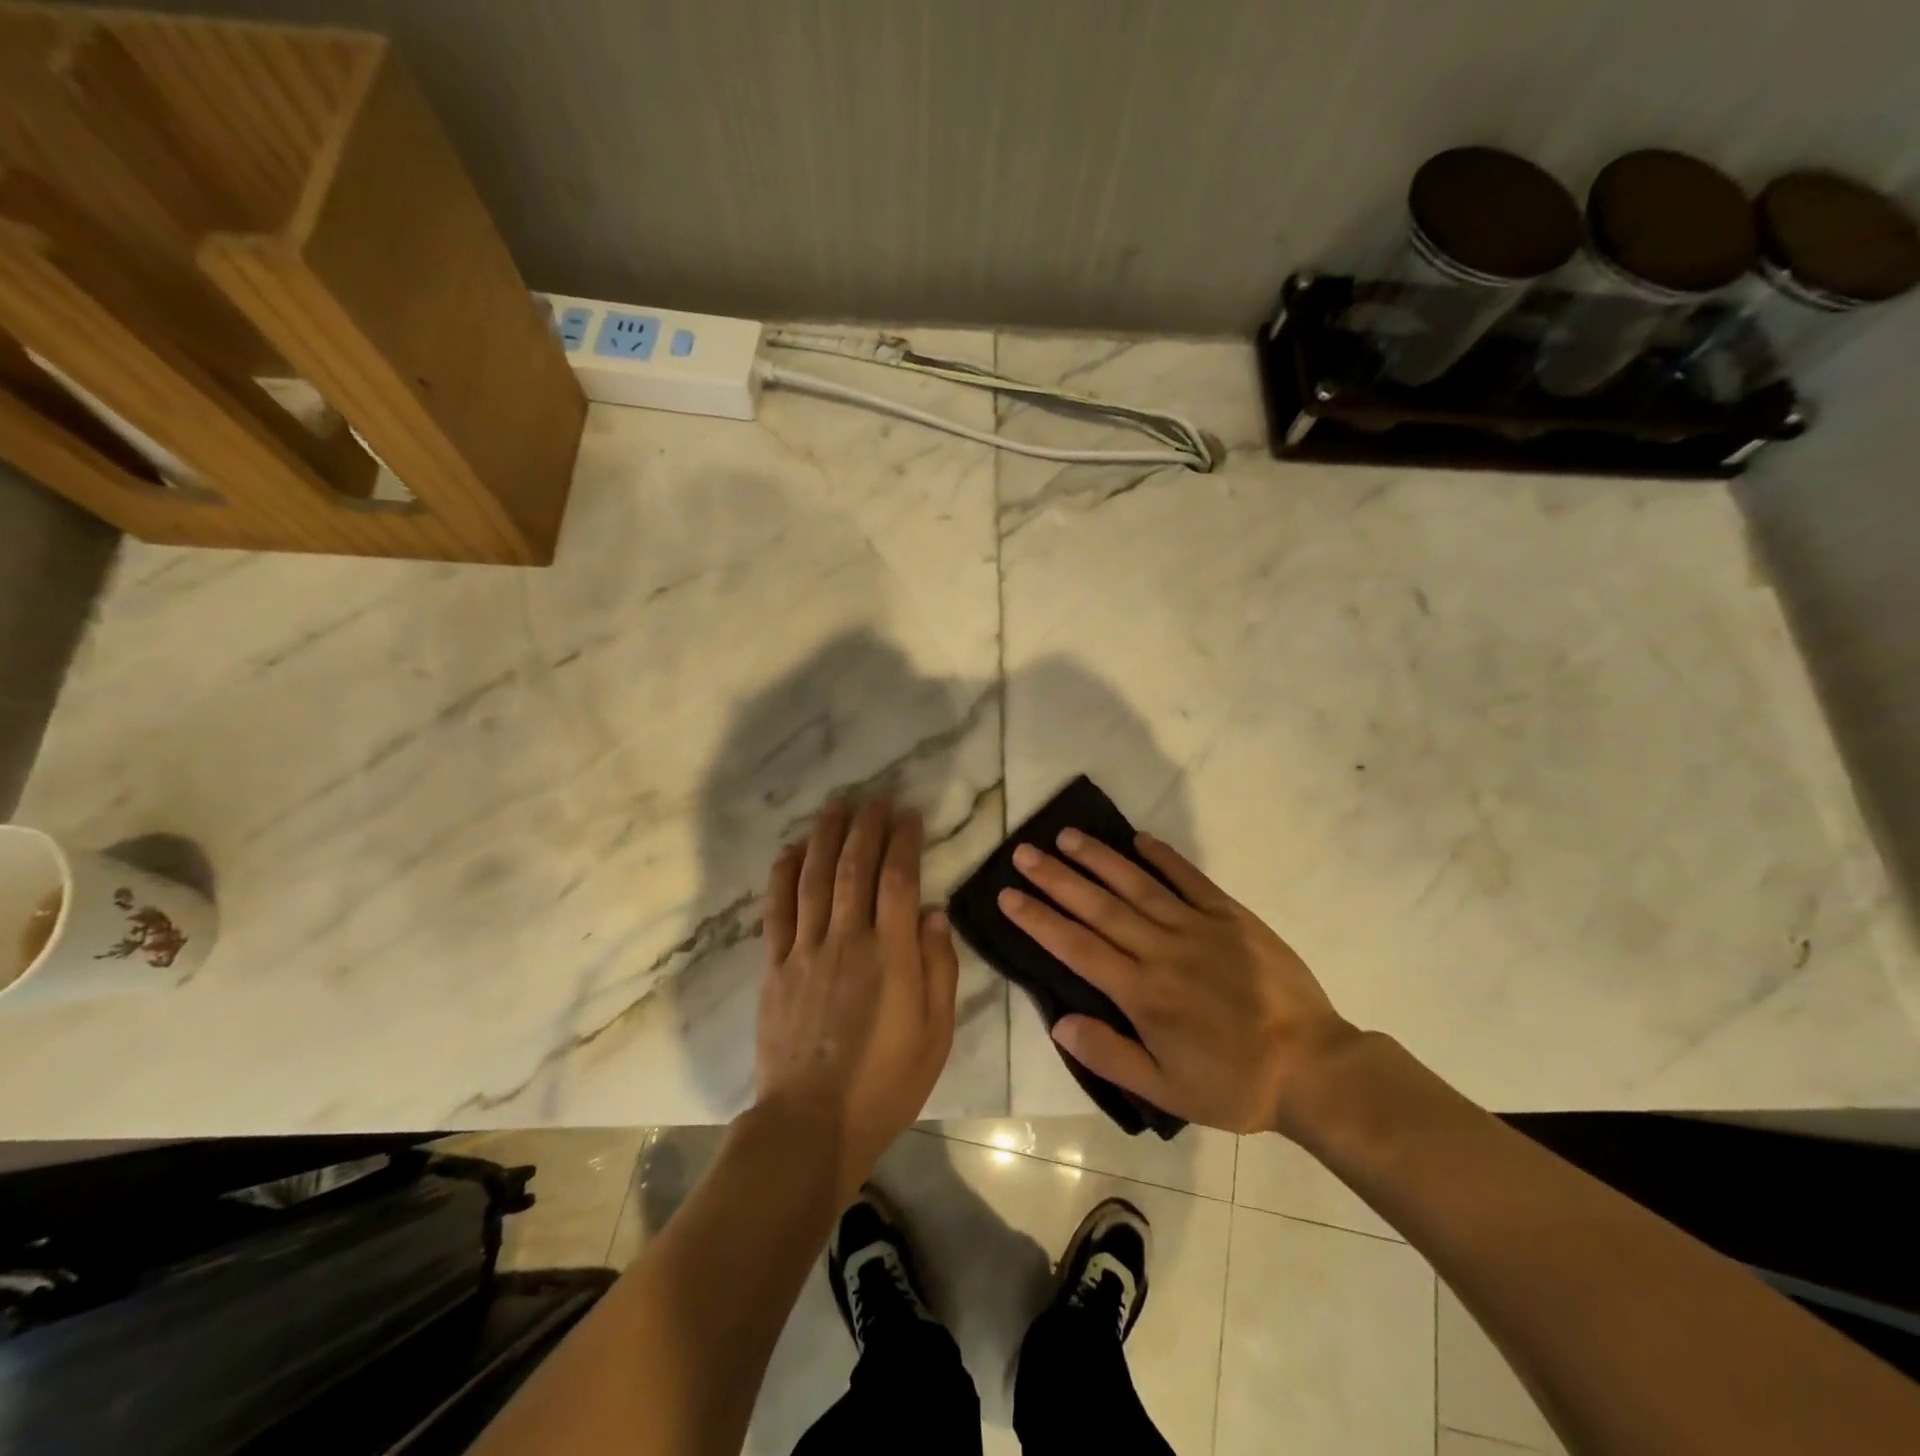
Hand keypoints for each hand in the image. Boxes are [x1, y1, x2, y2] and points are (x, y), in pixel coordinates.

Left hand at [758, 798, 959, 1201]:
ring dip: (825, 837)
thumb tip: (935, 914)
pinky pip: (777, 910)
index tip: (909, 815)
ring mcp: (806, 951)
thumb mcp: (935, 1034)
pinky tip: (790, 851)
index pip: (899, 881)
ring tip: (835, 806)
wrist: (811, 1123)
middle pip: (855, 868)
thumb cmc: (885, 1083)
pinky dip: (783, 876)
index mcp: (891, 956)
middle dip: (866, 826)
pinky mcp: (775, 967)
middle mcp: (848, 941)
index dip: (904, 842)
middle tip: (874, 798)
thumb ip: (938, 969)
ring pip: (815, 879)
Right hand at [998, 829, 1357, 1135]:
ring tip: (1066, 836)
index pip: (1076, 947)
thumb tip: (1059, 1021)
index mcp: (1142, 993)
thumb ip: (1110, 1054)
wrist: (1314, 1068)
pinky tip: (1139, 839)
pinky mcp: (1231, 917)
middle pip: (1098, 907)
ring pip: (1137, 885)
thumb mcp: (1167, 1090)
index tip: (1008, 895)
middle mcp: (1162, 951)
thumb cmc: (1235, 1084)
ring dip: (1098, 859)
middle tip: (1023, 852)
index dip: (1038, 919)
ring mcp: (1198, 928)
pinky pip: (1191, 880)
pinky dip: (1164, 858)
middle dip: (1056, 878)